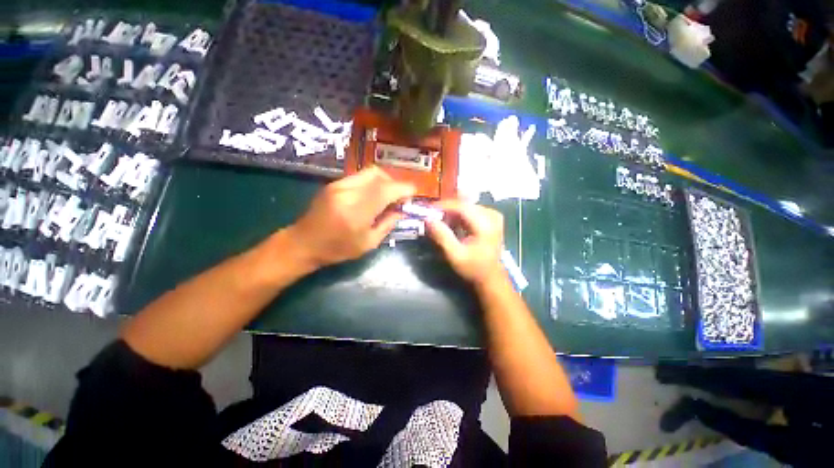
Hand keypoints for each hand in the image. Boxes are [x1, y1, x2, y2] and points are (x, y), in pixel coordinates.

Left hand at [287, 167, 414, 268]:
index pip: (386, 190)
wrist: (304, 243)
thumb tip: (401, 210)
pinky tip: (373, 195)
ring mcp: (338, 185)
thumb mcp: (368, 243)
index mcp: (357, 212)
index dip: (403, 188)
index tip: (413, 193)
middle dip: (394, 182)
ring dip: (383, 181)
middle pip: (378, 175)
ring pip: (369, 173)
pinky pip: (359, 177)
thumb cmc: (337, 249)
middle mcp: (347, 193)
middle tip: (399, 196)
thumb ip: (387, 224)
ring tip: (387, 196)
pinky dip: (372, 183)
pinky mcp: (333, 184)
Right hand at [426, 200, 505, 286]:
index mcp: (485, 225)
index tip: (428, 209)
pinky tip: (454, 224)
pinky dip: (460, 215)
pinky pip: (472, 210)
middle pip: (464, 205)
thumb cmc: (473, 268)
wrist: (491, 277)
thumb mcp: (455, 255)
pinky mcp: (492, 218)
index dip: (444, 206)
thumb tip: (428, 219)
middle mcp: (492, 216)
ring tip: (442, 222)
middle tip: (433, 217)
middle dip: (447, 209)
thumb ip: (442, 236)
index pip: (462, 206)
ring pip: (467, 206)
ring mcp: (493, 216)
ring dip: (453, 212)